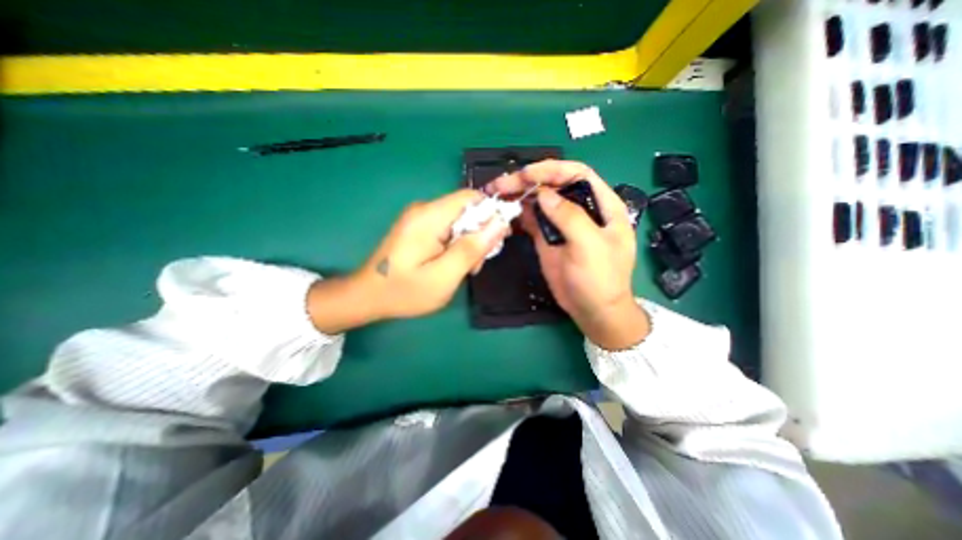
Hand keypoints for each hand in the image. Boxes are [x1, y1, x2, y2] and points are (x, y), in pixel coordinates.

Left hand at [308, 190, 505, 332]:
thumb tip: (500, 222)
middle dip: (479, 234)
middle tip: (476, 264)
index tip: (498, 240)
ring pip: (459, 221)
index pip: (471, 197)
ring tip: (464, 269)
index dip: (491, 214)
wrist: (367, 296)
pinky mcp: (418, 228)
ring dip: (468, 243)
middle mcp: (424, 210)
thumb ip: (472, 248)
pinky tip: (452, 265)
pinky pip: (447, 229)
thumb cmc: (405, 291)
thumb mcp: (444, 276)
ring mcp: (419, 218)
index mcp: (429, 216)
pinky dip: (456, 245)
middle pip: (466, 210)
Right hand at [486, 158, 648, 349]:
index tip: (526, 174)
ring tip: (496, 194)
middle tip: (502, 184)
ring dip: (518, 195)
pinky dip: (517, 214)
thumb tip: (544, 194)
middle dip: (528, 180)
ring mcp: (561, 223)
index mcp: (602, 204)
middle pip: (553, 184)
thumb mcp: (590, 247)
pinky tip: (504, 213)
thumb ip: (570, 217)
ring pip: (539, 200)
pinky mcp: (547, 237)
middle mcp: (580, 209)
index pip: (577, 174)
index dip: (551, 169)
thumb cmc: (601, 279)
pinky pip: (531, 219)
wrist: (592, 310)